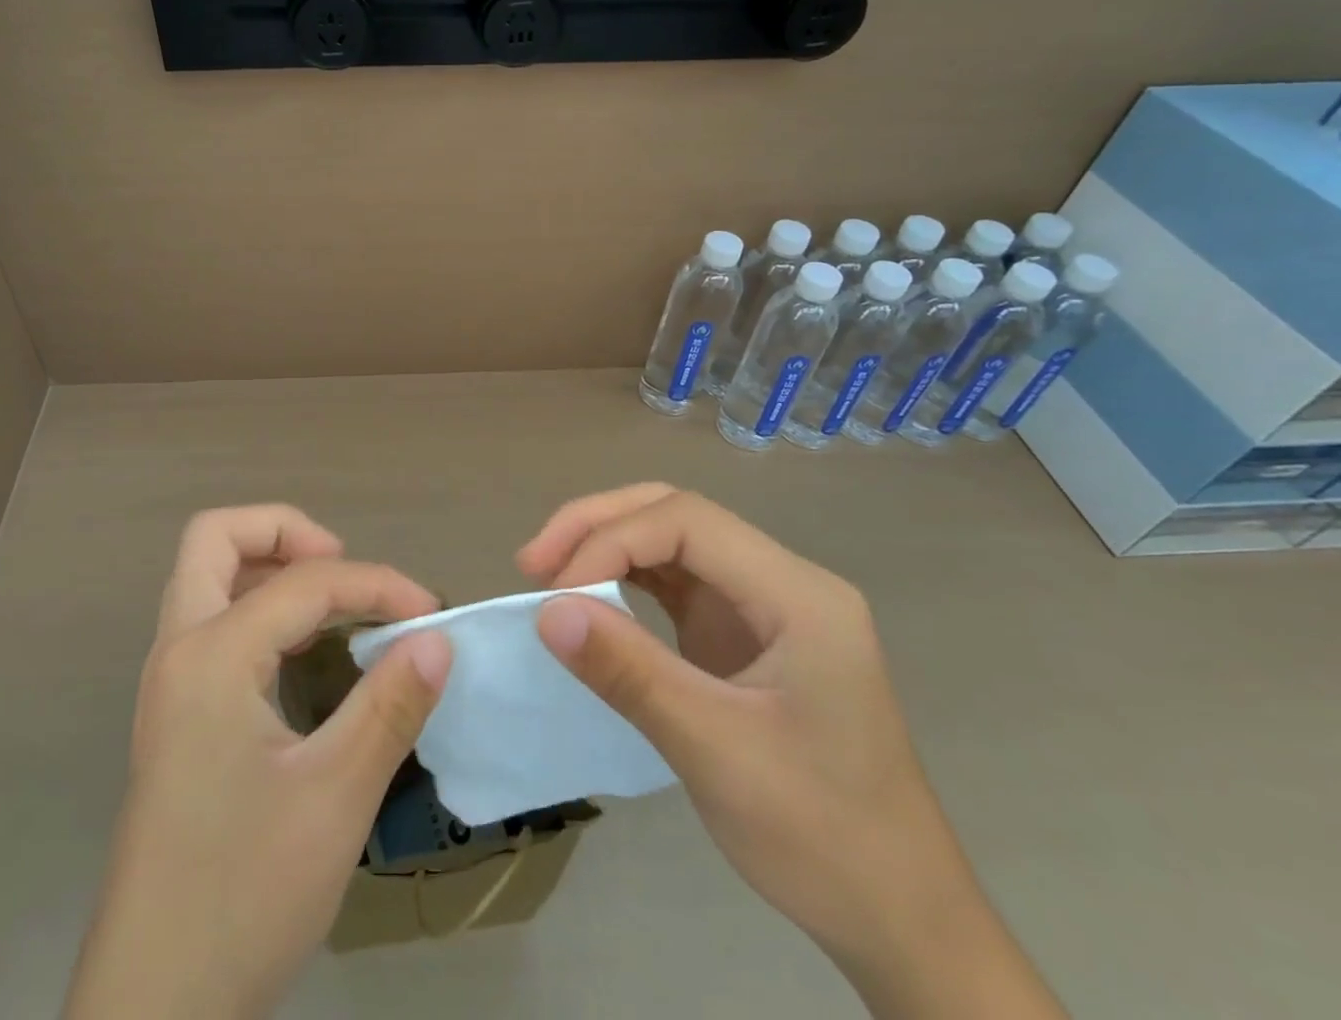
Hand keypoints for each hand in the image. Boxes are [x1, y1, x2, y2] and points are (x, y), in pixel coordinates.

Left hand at [64, 506, 451, 1019]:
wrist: (153, 1006)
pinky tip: (300, 648)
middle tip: (342, 564)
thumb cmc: (243, 894)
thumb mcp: (334, 798)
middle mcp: (178, 650)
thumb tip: (437, 641)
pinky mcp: (175, 715)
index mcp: (211, 655)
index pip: (304, 583)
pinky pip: (212, 621)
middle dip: (284, 531)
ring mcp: (169, 683)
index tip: (429, 614)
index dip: (375, 584)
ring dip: (266, 564)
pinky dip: (257, 606)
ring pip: (206, 576)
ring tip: (330, 597)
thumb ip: (389, 706)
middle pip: (215, 538)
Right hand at [519, 484, 1065, 1019]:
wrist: (900, 921)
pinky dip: (623, 582)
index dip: (611, 541)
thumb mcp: (718, 752)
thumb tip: (547, 611)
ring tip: (547, 573)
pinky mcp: (741, 634)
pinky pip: (673, 584)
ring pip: (670, 541)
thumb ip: (631, 672)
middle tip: (533, 562)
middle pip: (676, 514)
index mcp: (798, 594)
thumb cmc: (824, 837)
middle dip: (598, 526)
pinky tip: (588, 599)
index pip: (687, 522)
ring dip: (605, 547)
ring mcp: (762, 606)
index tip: (556, 594)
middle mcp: (781, 581)